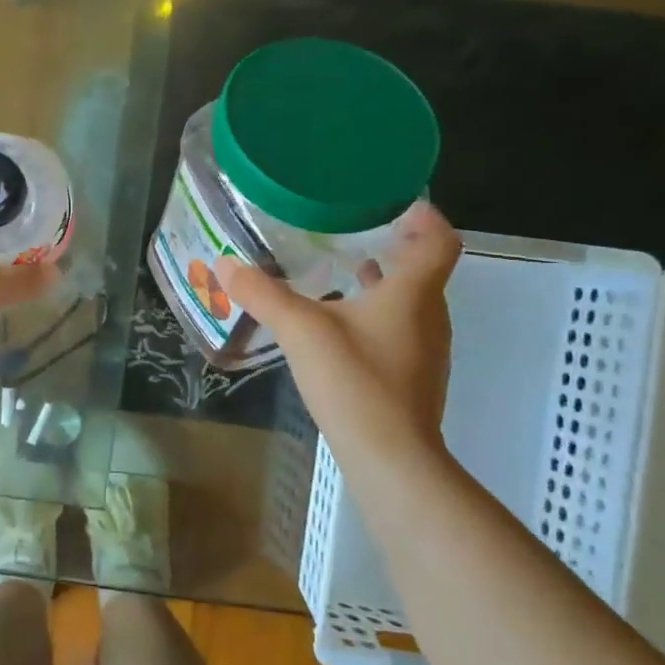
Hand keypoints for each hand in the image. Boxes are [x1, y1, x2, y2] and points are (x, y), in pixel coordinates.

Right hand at [217, 201, 460, 459]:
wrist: (391, 458)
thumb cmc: (355, 381)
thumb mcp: (300, 330)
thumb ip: (263, 294)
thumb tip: (224, 264)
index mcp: (413, 293)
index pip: (440, 241)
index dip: (425, 218)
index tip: (398, 206)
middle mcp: (429, 316)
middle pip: (424, 271)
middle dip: (396, 249)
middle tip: (356, 234)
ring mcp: (426, 351)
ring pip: (411, 303)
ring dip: (385, 285)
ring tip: (346, 275)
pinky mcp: (415, 378)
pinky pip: (401, 331)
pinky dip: (378, 317)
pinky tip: (341, 330)